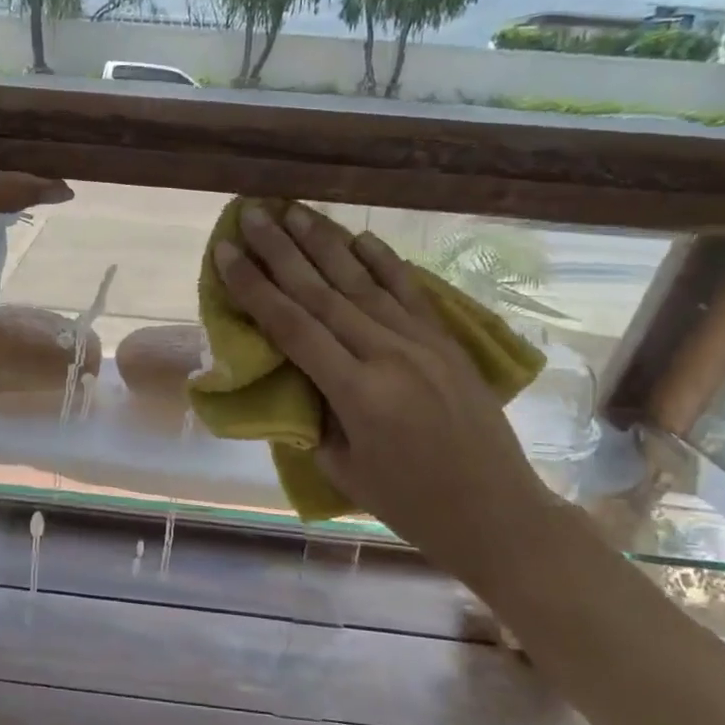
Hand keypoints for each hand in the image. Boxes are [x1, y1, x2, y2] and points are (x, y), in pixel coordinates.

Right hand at [215, 203, 550, 564]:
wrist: (498, 514)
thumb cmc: (410, 504)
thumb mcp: (342, 468)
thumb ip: (314, 413)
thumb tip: (294, 372)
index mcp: (358, 394)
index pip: (292, 327)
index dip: (254, 287)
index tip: (226, 254)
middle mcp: (389, 356)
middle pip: (322, 292)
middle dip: (280, 250)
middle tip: (251, 214)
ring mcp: (423, 344)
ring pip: (363, 282)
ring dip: (324, 243)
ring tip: (294, 210)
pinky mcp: (447, 342)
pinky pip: (410, 291)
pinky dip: (383, 260)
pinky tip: (359, 236)